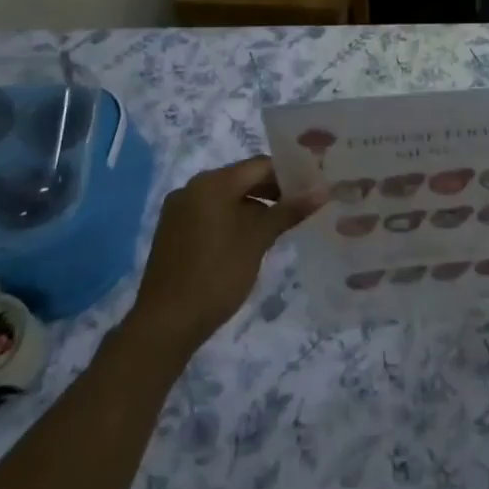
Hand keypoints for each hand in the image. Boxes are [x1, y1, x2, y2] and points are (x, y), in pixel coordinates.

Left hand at [127, 156, 324, 355]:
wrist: (166, 323)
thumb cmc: (217, 274)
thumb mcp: (257, 240)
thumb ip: (288, 211)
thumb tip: (322, 190)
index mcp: (212, 183)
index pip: (259, 165)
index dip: (289, 174)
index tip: (313, 187)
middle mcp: (192, 188)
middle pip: (242, 179)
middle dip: (273, 191)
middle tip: (303, 206)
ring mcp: (180, 210)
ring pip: (227, 198)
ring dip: (255, 207)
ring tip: (282, 224)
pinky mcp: (175, 232)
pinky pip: (212, 214)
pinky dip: (234, 219)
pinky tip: (252, 238)